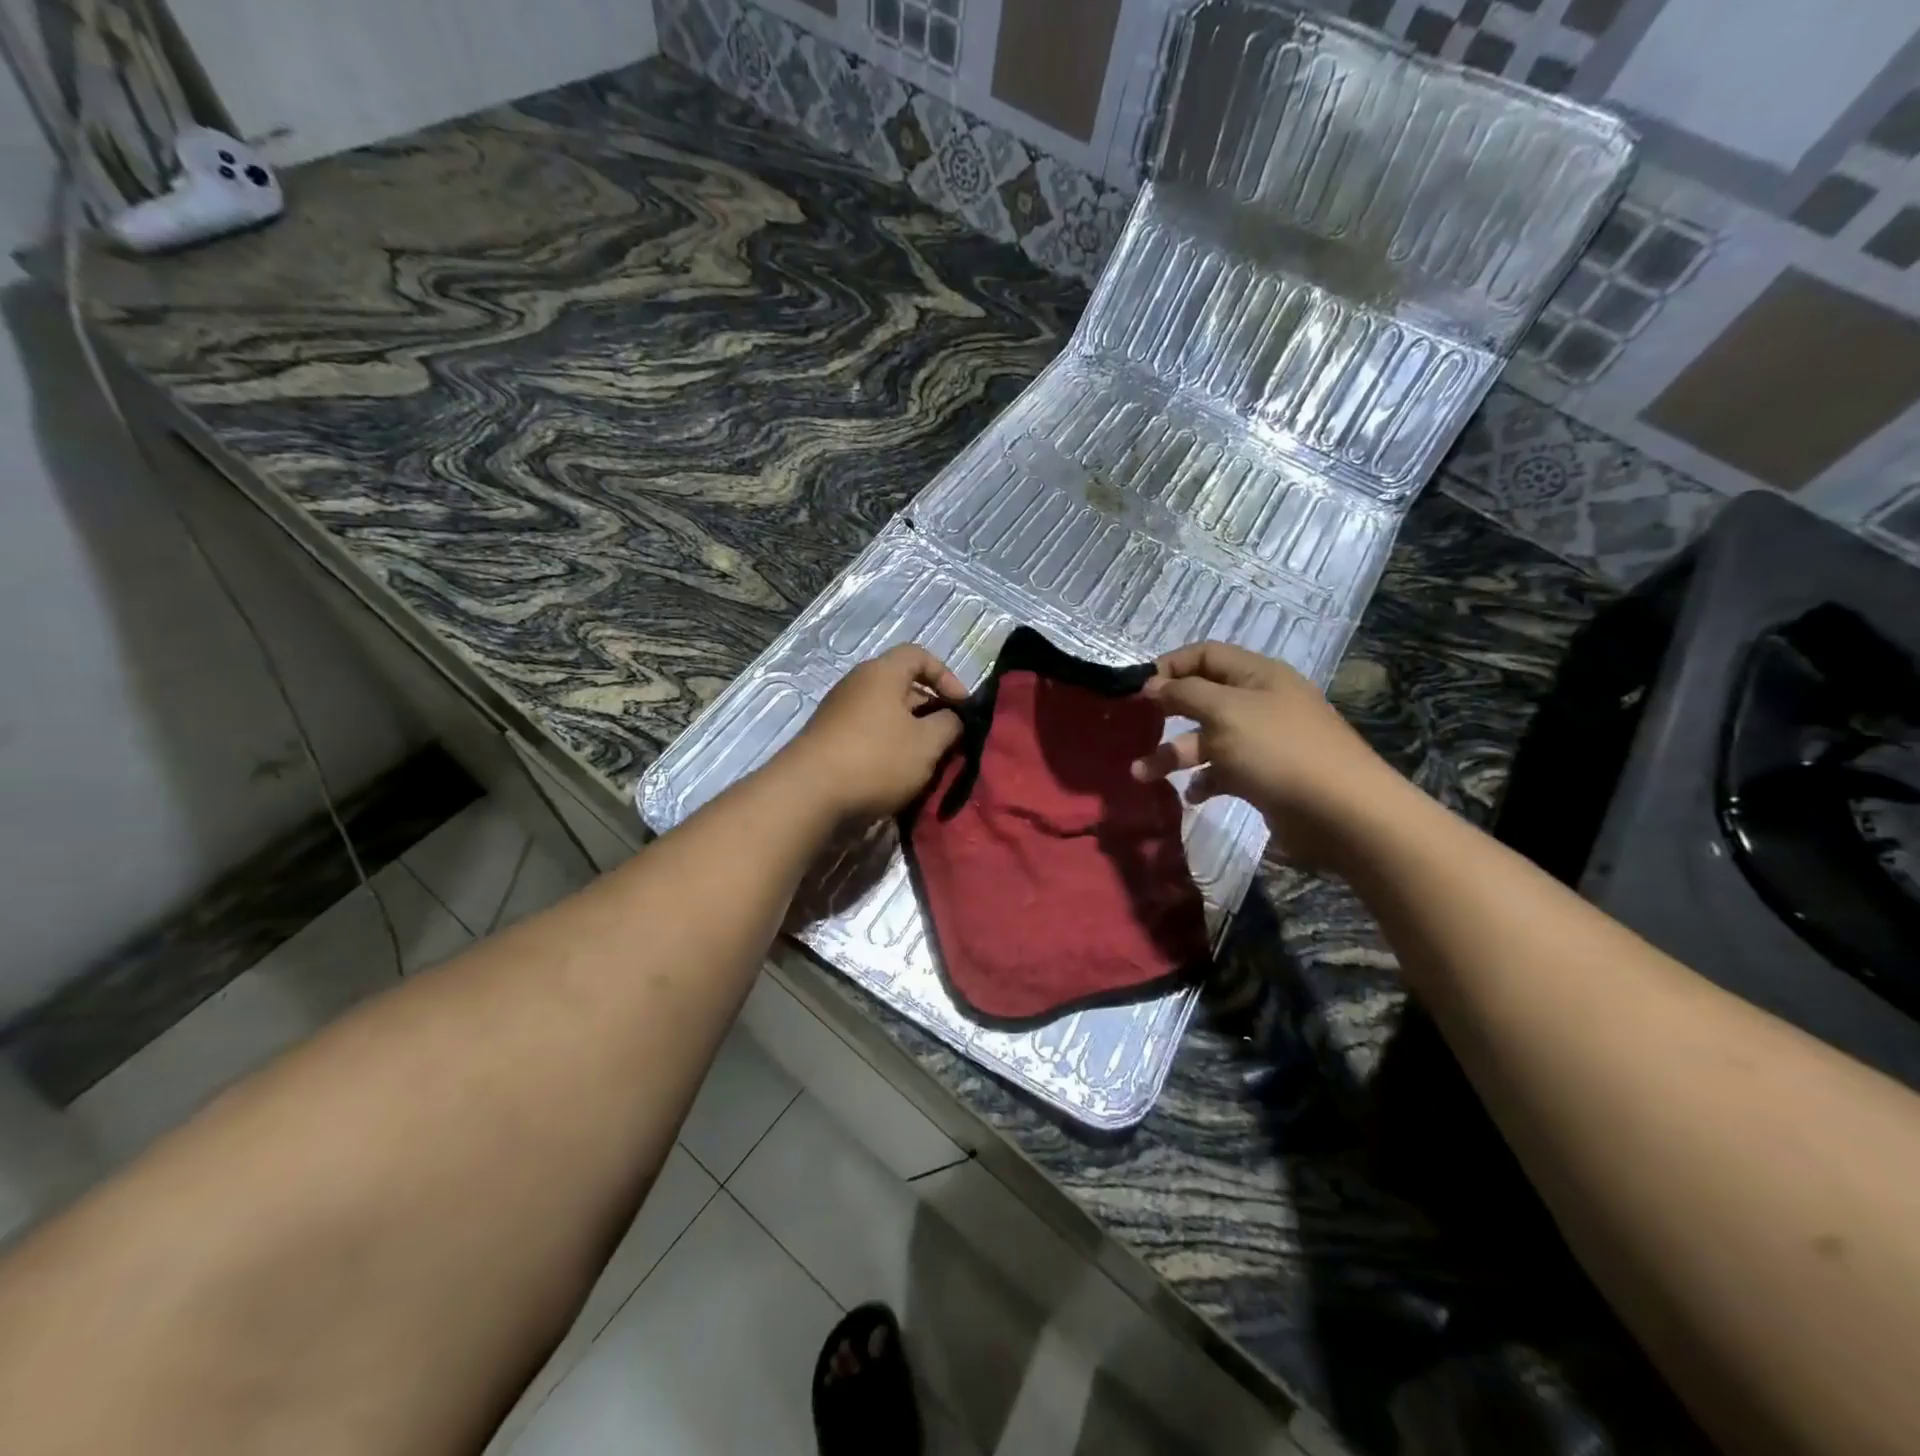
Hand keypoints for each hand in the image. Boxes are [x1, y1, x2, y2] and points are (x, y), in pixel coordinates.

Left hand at [779, 644, 966, 824]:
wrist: (808, 796)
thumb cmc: (876, 759)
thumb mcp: (928, 743)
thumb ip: (949, 725)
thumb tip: (952, 718)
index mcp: (881, 673)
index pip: (919, 655)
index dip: (946, 676)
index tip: (961, 707)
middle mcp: (857, 685)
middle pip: (902, 687)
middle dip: (930, 712)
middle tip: (948, 741)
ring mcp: (838, 714)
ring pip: (886, 716)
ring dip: (910, 736)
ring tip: (926, 764)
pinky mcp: (828, 742)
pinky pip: (868, 736)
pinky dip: (887, 750)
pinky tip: (897, 778)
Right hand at [1130, 641, 1411, 868]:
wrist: (1340, 812)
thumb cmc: (1278, 750)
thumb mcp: (1225, 711)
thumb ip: (1184, 693)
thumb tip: (1152, 685)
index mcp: (1257, 675)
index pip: (1206, 655)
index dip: (1171, 666)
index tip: (1140, 691)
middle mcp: (1259, 703)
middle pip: (1202, 698)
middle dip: (1167, 713)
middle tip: (1136, 729)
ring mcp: (1262, 742)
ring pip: (1207, 739)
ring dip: (1173, 754)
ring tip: (1141, 775)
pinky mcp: (1263, 777)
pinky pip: (1223, 771)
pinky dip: (1203, 780)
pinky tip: (1190, 795)